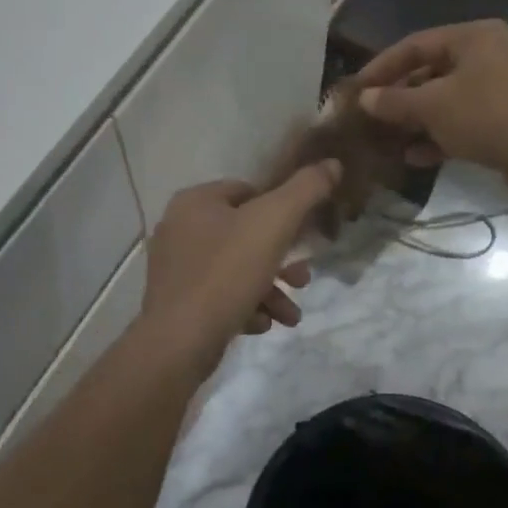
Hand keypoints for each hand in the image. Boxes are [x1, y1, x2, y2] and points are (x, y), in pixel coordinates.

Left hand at [142, 163, 340, 368]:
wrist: (178, 344)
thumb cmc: (227, 273)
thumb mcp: (275, 223)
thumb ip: (306, 189)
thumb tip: (333, 163)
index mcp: (195, 200)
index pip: (248, 192)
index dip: (279, 212)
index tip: (301, 238)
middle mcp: (178, 227)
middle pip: (244, 234)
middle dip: (280, 259)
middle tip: (302, 280)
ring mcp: (174, 267)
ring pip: (234, 268)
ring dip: (269, 289)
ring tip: (290, 315)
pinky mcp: (174, 302)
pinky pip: (218, 295)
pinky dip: (244, 306)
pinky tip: (261, 325)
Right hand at [352, 20, 507, 194]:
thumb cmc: (488, 116)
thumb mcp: (433, 106)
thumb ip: (395, 101)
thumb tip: (364, 99)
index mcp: (473, 36)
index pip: (415, 43)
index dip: (382, 66)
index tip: (356, 89)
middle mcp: (489, 54)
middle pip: (432, 71)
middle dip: (400, 96)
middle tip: (371, 116)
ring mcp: (502, 87)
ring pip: (448, 98)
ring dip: (418, 119)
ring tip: (389, 139)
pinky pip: (466, 120)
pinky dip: (441, 134)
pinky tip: (416, 157)